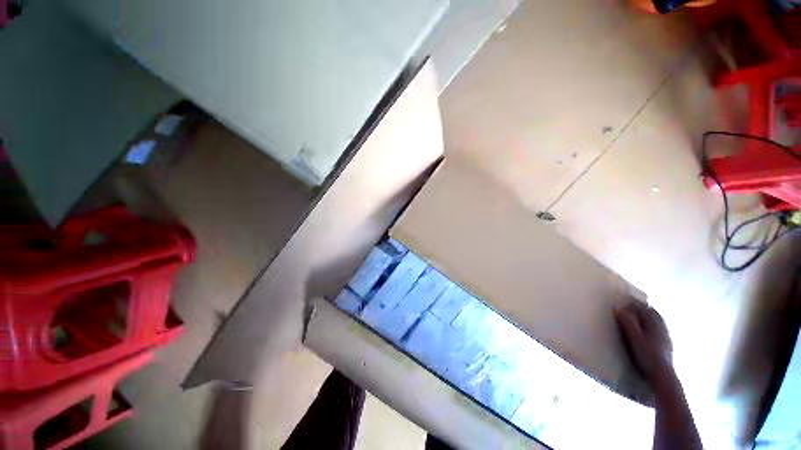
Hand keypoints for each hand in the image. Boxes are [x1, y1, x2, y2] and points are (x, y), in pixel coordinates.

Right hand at [614, 301, 672, 384]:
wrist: (662, 375)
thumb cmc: (647, 354)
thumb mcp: (634, 336)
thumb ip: (626, 321)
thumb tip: (618, 306)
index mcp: (655, 322)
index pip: (644, 307)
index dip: (633, 303)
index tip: (623, 300)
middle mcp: (662, 327)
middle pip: (652, 313)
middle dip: (641, 310)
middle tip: (628, 309)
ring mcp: (666, 338)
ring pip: (656, 323)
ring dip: (646, 319)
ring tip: (635, 321)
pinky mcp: (666, 347)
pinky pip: (657, 332)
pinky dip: (650, 329)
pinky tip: (644, 335)